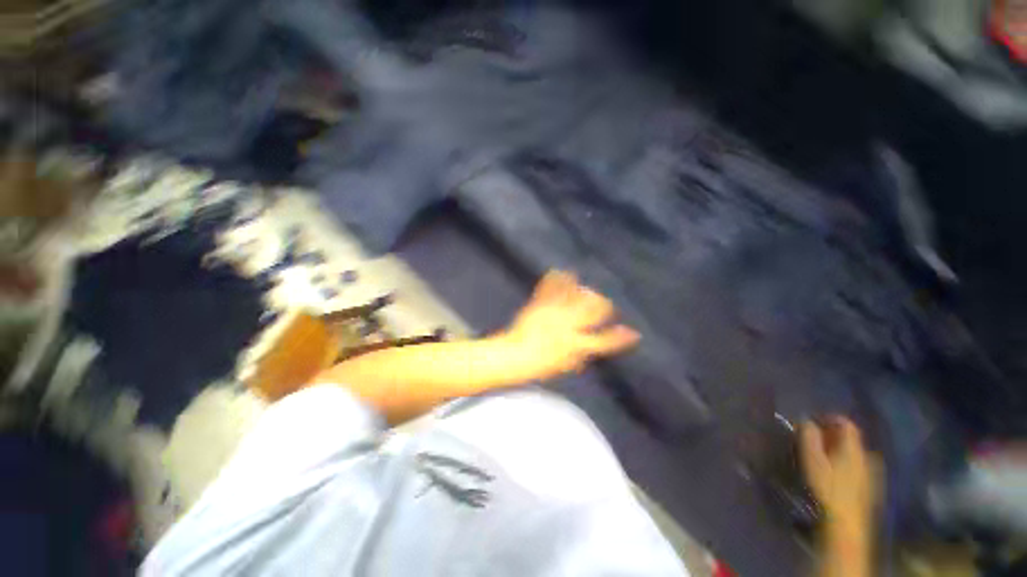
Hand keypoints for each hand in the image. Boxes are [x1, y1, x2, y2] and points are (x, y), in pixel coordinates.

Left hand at [502, 270, 639, 379]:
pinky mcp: (540, 304)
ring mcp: (553, 312)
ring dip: (585, 291)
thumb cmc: (541, 364)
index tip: (633, 332)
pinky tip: (561, 271)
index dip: (621, 337)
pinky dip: (557, 278)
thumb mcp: (566, 365)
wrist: (514, 354)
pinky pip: (550, 287)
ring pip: (577, 295)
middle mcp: (568, 326)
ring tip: (587, 290)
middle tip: (605, 305)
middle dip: (604, 306)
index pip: (605, 341)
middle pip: (594, 310)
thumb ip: (584, 353)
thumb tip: (597, 345)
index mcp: (576, 345)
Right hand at [800, 417, 879, 539]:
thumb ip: (809, 437)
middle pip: (850, 438)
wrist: (846, 525)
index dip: (829, 418)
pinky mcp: (868, 486)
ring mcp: (870, 472)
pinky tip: (832, 471)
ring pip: (853, 452)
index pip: (846, 423)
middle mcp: (867, 456)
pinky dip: (843, 462)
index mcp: (854, 448)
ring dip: (837, 449)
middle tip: (812, 439)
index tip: (812, 421)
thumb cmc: (828, 488)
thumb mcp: (812, 460)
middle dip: (831, 435)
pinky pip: (856, 465)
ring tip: (820, 455)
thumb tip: (805, 420)